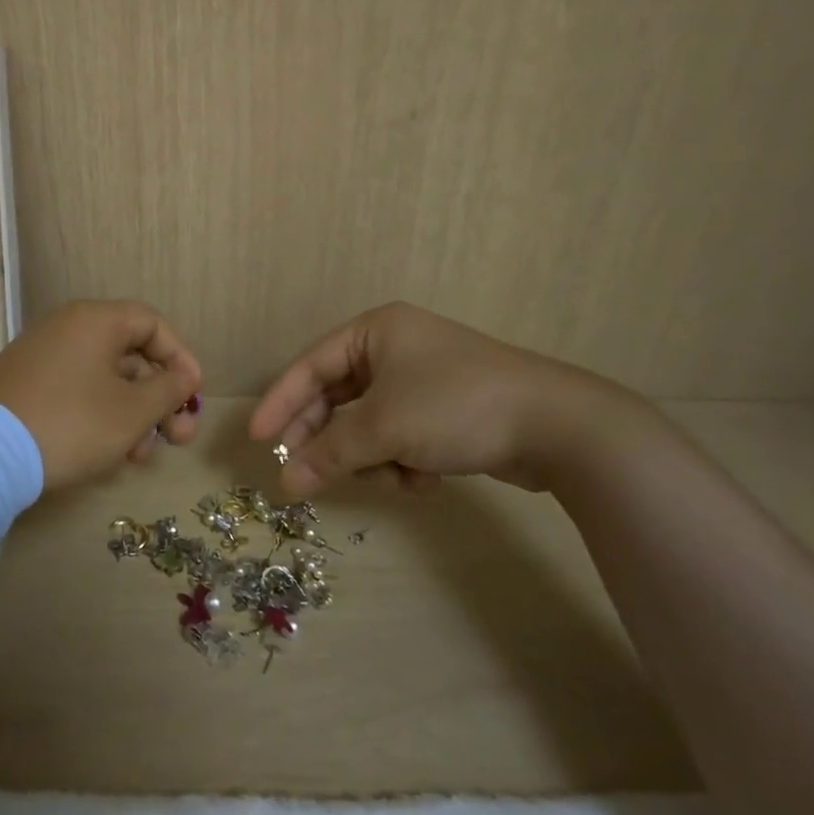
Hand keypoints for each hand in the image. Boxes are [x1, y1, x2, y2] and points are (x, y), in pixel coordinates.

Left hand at [0, 299, 202, 491]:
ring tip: (139, 457)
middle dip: (159, 399)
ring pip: (103, 379)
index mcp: (95, 321)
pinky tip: (107, 453)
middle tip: (177, 439)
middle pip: (129, 356)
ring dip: (132, 415)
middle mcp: (66, 328)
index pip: (152, 324)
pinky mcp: (23, 385)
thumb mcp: (132, 411)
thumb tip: (184, 375)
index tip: (193, 395)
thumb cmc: (72, 424)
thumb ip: (168, 389)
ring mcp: (40, 357)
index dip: (180, 358)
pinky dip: (99, 416)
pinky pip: (75, 391)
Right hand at [248, 302, 639, 496]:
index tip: (256, 438)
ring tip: (394, 476)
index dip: (280, 403)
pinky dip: (403, 461)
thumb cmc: (455, 406)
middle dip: (328, 441)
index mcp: (375, 331)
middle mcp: (394, 349)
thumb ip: (328, 453)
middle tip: (303, 477)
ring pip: (367, 426)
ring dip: (372, 457)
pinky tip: (426, 477)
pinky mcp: (444, 412)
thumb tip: (284, 482)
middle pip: (337, 399)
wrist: (556, 426)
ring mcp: (421, 380)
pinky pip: (398, 437)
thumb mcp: (383, 427)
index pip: (309, 366)